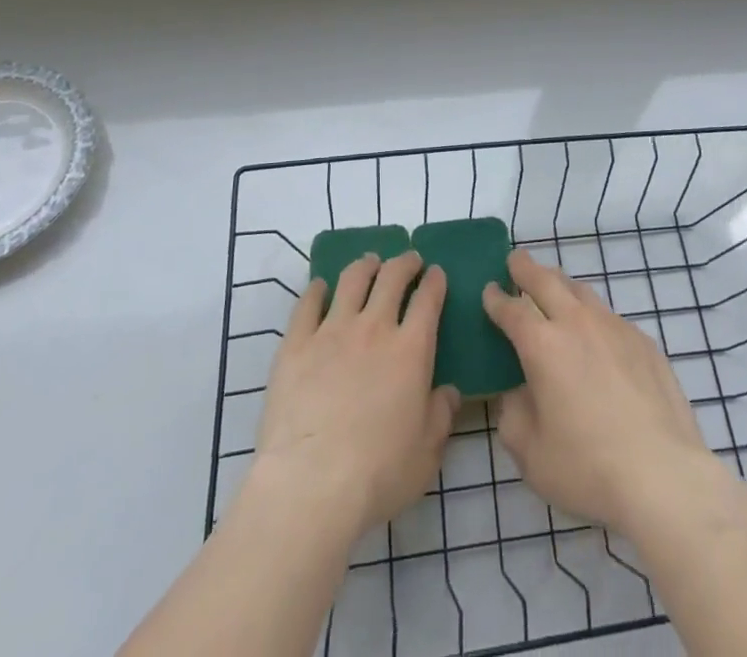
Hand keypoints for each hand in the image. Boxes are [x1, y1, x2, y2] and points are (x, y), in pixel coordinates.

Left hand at [254, 251, 458, 543]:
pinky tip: (320, 287)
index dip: (435, 281)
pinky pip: (308, 303)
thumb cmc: (377, 474)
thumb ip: (441, 416)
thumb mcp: (426, 454)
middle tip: (409, 260)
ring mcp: (332, 331)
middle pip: (392, 277)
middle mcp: (374, 328)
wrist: (310, 486)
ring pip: (352, 279)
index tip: (436, 273)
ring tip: (369, 263)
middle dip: (404, 262)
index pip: (428, 299)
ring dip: (365, 265)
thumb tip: (450, 392)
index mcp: (411, 350)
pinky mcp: (296, 344)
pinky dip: (317, 289)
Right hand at [483, 248, 714, 528]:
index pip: (512, 309)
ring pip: (581, 291)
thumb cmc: (587, 468)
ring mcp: (615, 328)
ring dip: (561, 284)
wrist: (663, 476)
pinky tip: (596, 336)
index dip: (496, 299)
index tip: (489, 290)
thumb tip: (517, 393)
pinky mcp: (644, 342)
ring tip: (554, 288)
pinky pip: (610, 317)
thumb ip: (514, 415)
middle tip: (516, 260)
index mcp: (543, 345)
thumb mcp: (530, 453)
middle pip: (546, 280)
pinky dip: (593, 316)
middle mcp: (577, 323)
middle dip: (526, 268)